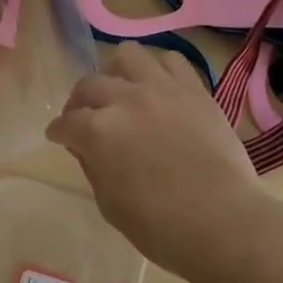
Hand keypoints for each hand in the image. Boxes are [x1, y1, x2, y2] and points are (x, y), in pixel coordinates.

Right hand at [46, 42, 273, 273]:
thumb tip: (86, 147)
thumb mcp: (111, 205)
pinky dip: (158, 70)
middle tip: (84, 117)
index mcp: (99, 131)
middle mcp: (125, 99)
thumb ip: (93, 167)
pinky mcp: (194, 89)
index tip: (58, 136)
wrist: (224, 221)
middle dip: (79, 102)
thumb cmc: (162, 227)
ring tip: (121, 91)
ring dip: (116, 72)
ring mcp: (162, 88)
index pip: (66, 123)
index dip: (58, 131)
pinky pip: (171, 60)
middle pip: (89, 84)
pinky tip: (157, 87)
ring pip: (127, 55)